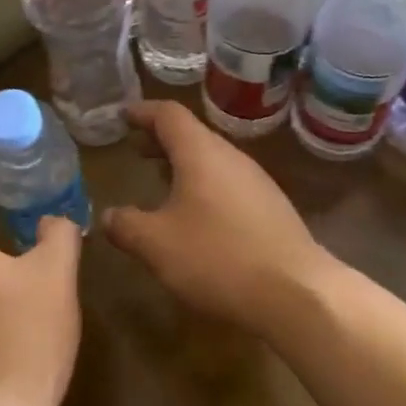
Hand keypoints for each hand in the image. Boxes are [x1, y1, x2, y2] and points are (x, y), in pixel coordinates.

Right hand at [102, 101, 331, 334]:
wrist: (298, 293)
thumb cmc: (218, 257)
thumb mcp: (157, 244)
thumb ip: (125, 225)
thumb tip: (107, 216)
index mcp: (201, 153)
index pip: (168, 114)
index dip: (143, 112)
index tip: (122, 116)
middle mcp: (231, 157)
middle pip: (192, 134)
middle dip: (161, 139)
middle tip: (135, 149)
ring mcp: (256, 181)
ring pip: (212, 159)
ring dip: (183, 164)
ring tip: (160, 181)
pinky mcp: (271, 207)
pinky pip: (228, 182)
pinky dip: (203, 185)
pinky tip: (196, 215)